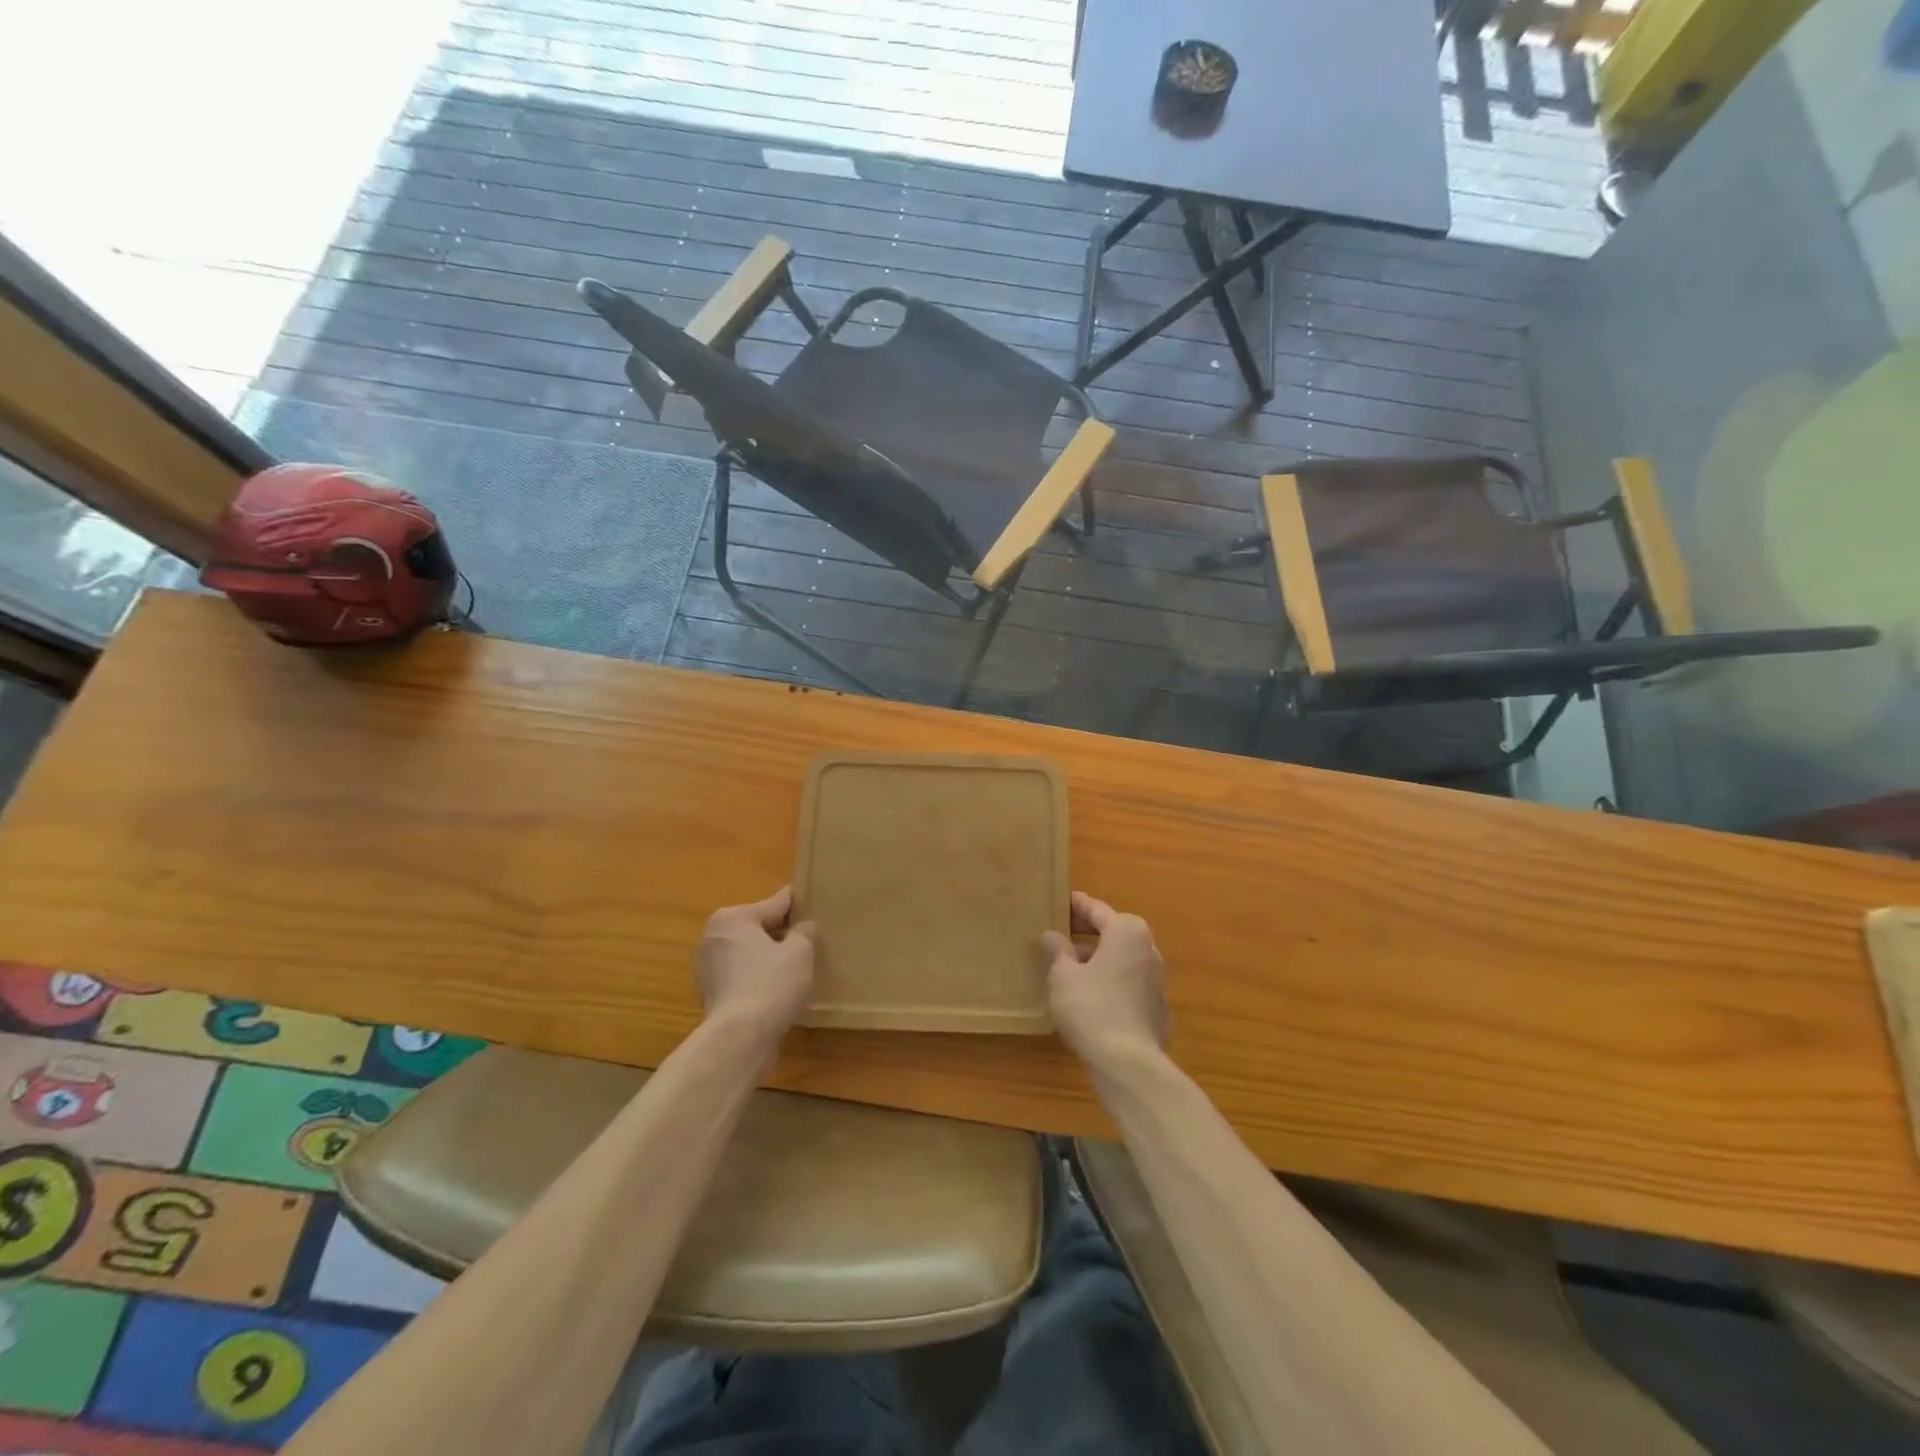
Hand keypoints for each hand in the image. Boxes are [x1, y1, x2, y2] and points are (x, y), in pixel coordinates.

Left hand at [697, 887, 816, 1042]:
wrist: (740, 1038)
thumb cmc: (771, 984)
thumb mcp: (800, 952)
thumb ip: (804, 932)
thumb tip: (803, 927)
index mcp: (733, 917)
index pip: (775, 904)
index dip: (798, 905)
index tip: (813, 901)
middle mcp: (714, 936)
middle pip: (758, 927)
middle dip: (782, 933)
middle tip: (810, 939)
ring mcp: (708, 967)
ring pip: (749, 952)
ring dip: (769, 956)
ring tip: (797, 965)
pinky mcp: (711, 994)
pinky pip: (742, 974)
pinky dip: (758, 976)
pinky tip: (779, 987)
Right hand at [1042, 891, 1169, 1072]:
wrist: (1129, 1063)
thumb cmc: (1091, 1008)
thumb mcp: (1063, 976)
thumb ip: (1057, 951)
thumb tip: (1052, 935)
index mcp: (1126, 933)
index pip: (1097, 909)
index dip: (1076, 905)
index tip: (1060, 901)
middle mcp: (1148, 949)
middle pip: (1114, 932)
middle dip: (1089, 932)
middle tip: (1062, 932)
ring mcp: (1156, 980)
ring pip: (1123, 958)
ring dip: (1100, 958)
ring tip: (1071, 966)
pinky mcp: (1157, 1008)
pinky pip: (1129, 983)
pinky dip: (1111, 981)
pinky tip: (1091, 996)